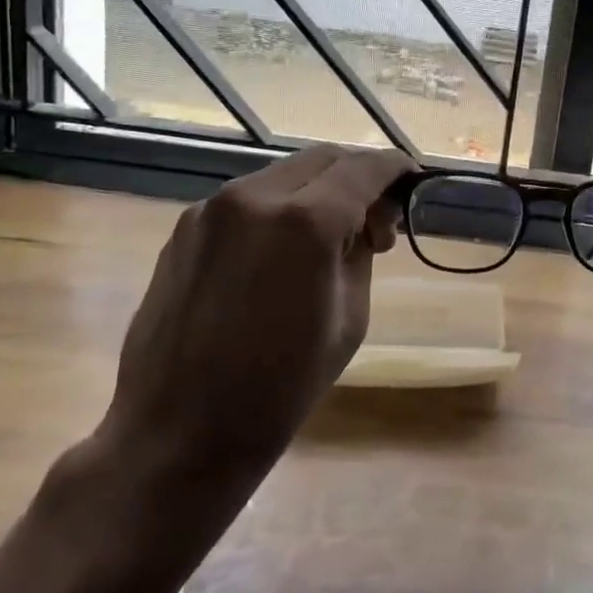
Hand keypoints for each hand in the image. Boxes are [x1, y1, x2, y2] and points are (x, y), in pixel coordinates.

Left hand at [94, 145, 413, 516]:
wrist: (178, 434)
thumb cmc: (280, 388)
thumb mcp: (349, 318)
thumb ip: (361, 252)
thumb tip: (368, 219)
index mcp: (304, 222)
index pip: (364, 169)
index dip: (395, 167)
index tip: (414, 179)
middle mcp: (255, 197)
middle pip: (324, 159)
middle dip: (358, 177)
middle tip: (375, 224)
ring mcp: (213, 208)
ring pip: (285, 173)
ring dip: (318, 191)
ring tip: (329, 241)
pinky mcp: (186, 226)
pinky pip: (250, 198)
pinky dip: (280, 207)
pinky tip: (282, 252)